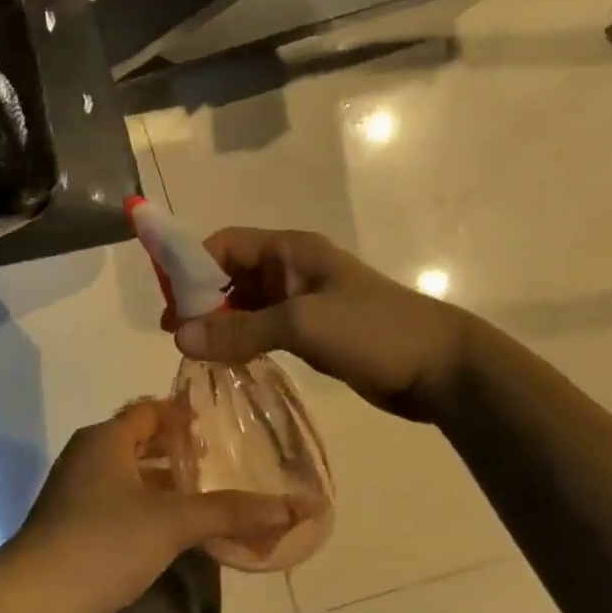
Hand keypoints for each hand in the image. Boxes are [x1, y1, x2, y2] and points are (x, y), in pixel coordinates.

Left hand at [0, 401, 295, 612]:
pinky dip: (146, 510)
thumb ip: (231, 512)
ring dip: (163, 484)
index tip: (221, 426)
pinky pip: (118, 506)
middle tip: (222, 464)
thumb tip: (295, 507)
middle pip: (140, 441)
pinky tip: (173, 534)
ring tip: (206, 499)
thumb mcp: (172, 523)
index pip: (149, 410)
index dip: (183, 414)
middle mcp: (88, 457)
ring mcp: (76, 493)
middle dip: (178, 452)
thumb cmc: (102, 543)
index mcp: (105, 439)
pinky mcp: (72, 527)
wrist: (33, 602)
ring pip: (129, 476)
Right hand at [164, 228, 463, 421]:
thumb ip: (240, 330)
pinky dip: (242, 340)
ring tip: (194, 352)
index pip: (225, 245)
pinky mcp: (313, 332)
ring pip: (246, 305)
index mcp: (291, 251)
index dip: (192, 266)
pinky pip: (264, 329)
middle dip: (201, 300)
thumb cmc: (373, 331)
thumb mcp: (302, 325)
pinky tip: (226, 361)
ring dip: (220, 324)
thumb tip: (178, 338)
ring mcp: (303, 302)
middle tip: (176, 335)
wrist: (442, 368)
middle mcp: (292, 270)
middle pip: (231, 274)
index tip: (169, 303)